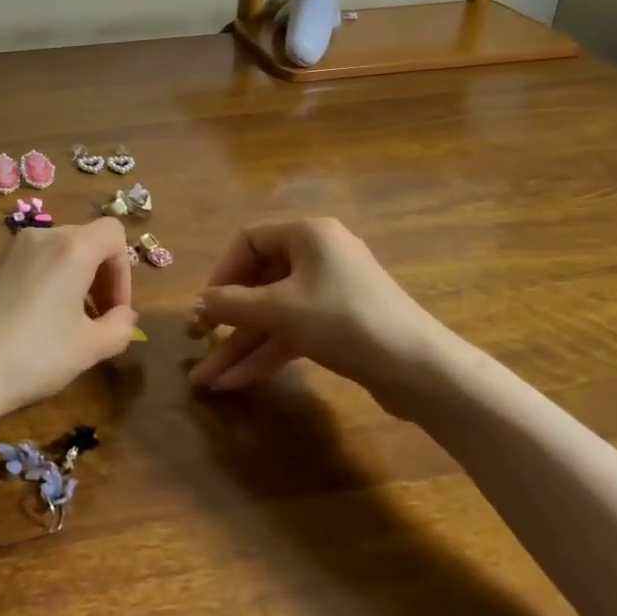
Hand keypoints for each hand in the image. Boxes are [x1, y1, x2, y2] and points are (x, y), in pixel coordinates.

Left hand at [0, 217, 138, 420]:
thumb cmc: (34, 356)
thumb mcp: (89, 349)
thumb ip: (119, 328)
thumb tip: (124, 317)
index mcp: (72, 248)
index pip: (113, 233)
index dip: (124, 270)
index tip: (115, 310)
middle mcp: (41, 237)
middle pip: (85, 240)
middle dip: (100, 276)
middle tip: (97, 319)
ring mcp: (10, 250)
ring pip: (56, 252)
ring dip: (72, 280)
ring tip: (66, 324)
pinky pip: (29, 264)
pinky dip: (44, 283)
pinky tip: (31, 325)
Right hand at [187, 217, 457, 407]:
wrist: (419, 370)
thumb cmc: (344, 322)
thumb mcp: (280, 311)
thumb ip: (232, 305)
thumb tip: (196, 304)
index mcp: (307, 234)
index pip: (249, 242)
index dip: (221, 274)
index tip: (204, 307)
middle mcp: (317, 256)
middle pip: (259, 283)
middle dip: (227, 321)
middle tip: (198, 343)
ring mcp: (329, 292)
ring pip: (273, 314)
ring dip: (242, 345)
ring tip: (208, 380)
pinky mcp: (338, 324)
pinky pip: (292, 331)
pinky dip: (268, 353)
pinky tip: (238, 381)